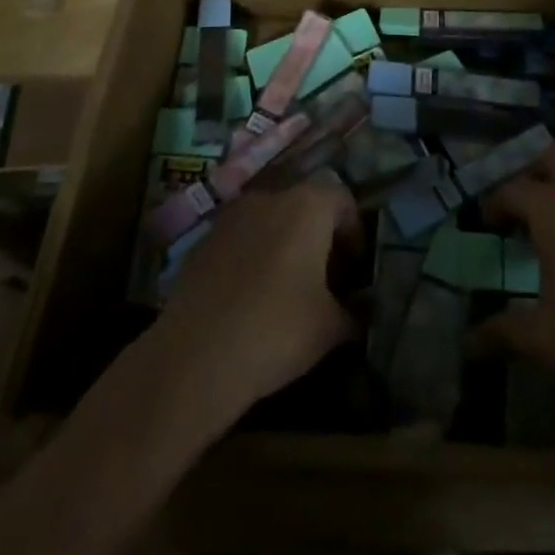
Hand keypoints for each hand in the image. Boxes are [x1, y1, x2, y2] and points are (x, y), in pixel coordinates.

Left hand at [155, 180, 360, 415]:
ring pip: (269, 221)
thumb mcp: (331, 328)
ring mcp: (230, 217)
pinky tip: (249, 299)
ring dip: (283, 245)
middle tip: (325, 280)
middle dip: (319, 238)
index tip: (354, 270)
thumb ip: (353, 312)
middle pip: (305, 206)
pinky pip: (239, 240)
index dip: (354, 232)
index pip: (343, 200)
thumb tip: (360, 313)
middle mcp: (269, 198)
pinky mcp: (201, 242)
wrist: (194, 357)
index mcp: (307, 206)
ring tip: (286, 290)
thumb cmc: (276, 330)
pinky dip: (251, 258)